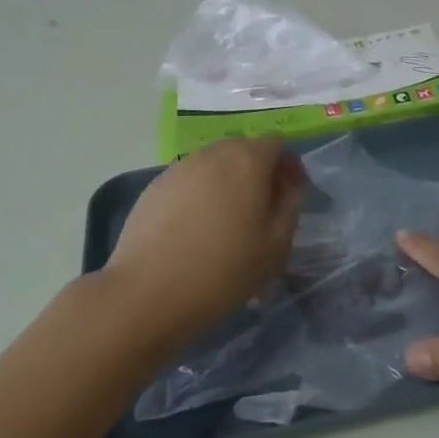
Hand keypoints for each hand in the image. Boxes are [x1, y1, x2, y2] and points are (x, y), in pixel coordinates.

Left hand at [102, 135, 304, 348]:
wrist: (147, 293)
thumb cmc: (223, 270)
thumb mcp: (276, 244)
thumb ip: (291, 204)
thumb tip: (289, 183)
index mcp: (248, 160)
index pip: (277, 143)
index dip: (288, 166)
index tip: (289, 198)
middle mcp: (213, 153)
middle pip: (244, 150)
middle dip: (258, 173)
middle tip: (260, 213)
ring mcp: (180, 167)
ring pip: (214, 165)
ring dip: (227, 184)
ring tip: (225, 224)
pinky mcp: (155, 186)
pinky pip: (189, 181)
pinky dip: (200, 195)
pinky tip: (194, 231)